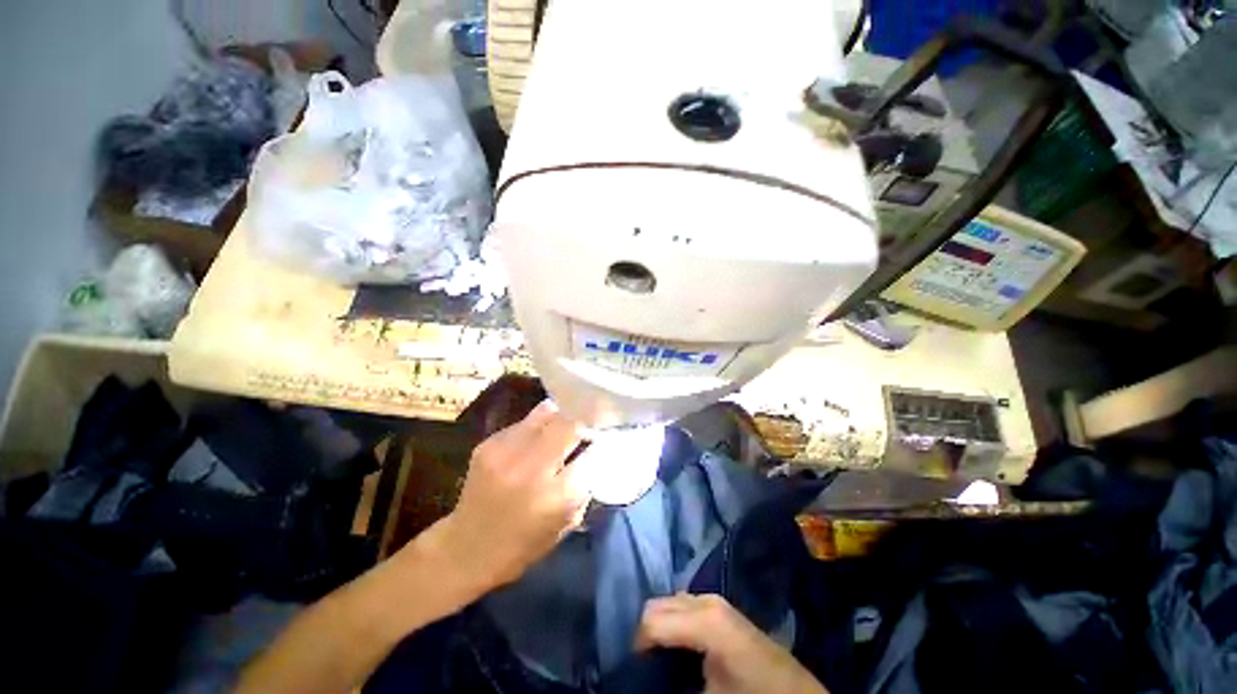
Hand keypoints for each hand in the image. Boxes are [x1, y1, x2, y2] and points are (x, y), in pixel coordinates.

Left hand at [423, 400, 588, 592]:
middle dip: (584, 421)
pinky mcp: (490, 443)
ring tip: (566, 423)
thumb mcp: (565, 526)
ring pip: (548, 414)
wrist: (465, 548)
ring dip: (562, 417)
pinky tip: (538, 437)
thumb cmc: (521, 547)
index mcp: (556, 496)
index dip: (602, 443)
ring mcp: (508, 452)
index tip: (607, 438)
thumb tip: (597, 456)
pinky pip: (525, 422)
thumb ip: (584, 488)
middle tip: (590, 424)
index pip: (593, 453)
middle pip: (570, 424)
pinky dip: (538, 425)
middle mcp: (533, 468)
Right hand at [636, 594, 827, 693]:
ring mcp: (715, 601)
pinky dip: (675, 625)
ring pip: (670, 603)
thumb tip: (647, 679)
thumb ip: (673, 682)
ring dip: (661, 628)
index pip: (652, 620)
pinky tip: (681, 651)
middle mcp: (707, 600)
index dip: (638, 648)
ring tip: (662, 661)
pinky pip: (684, 608)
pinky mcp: (720, 609)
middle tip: (647, 668)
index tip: (637, 673)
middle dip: (647, 635)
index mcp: (705, 619)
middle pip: (657, 605)